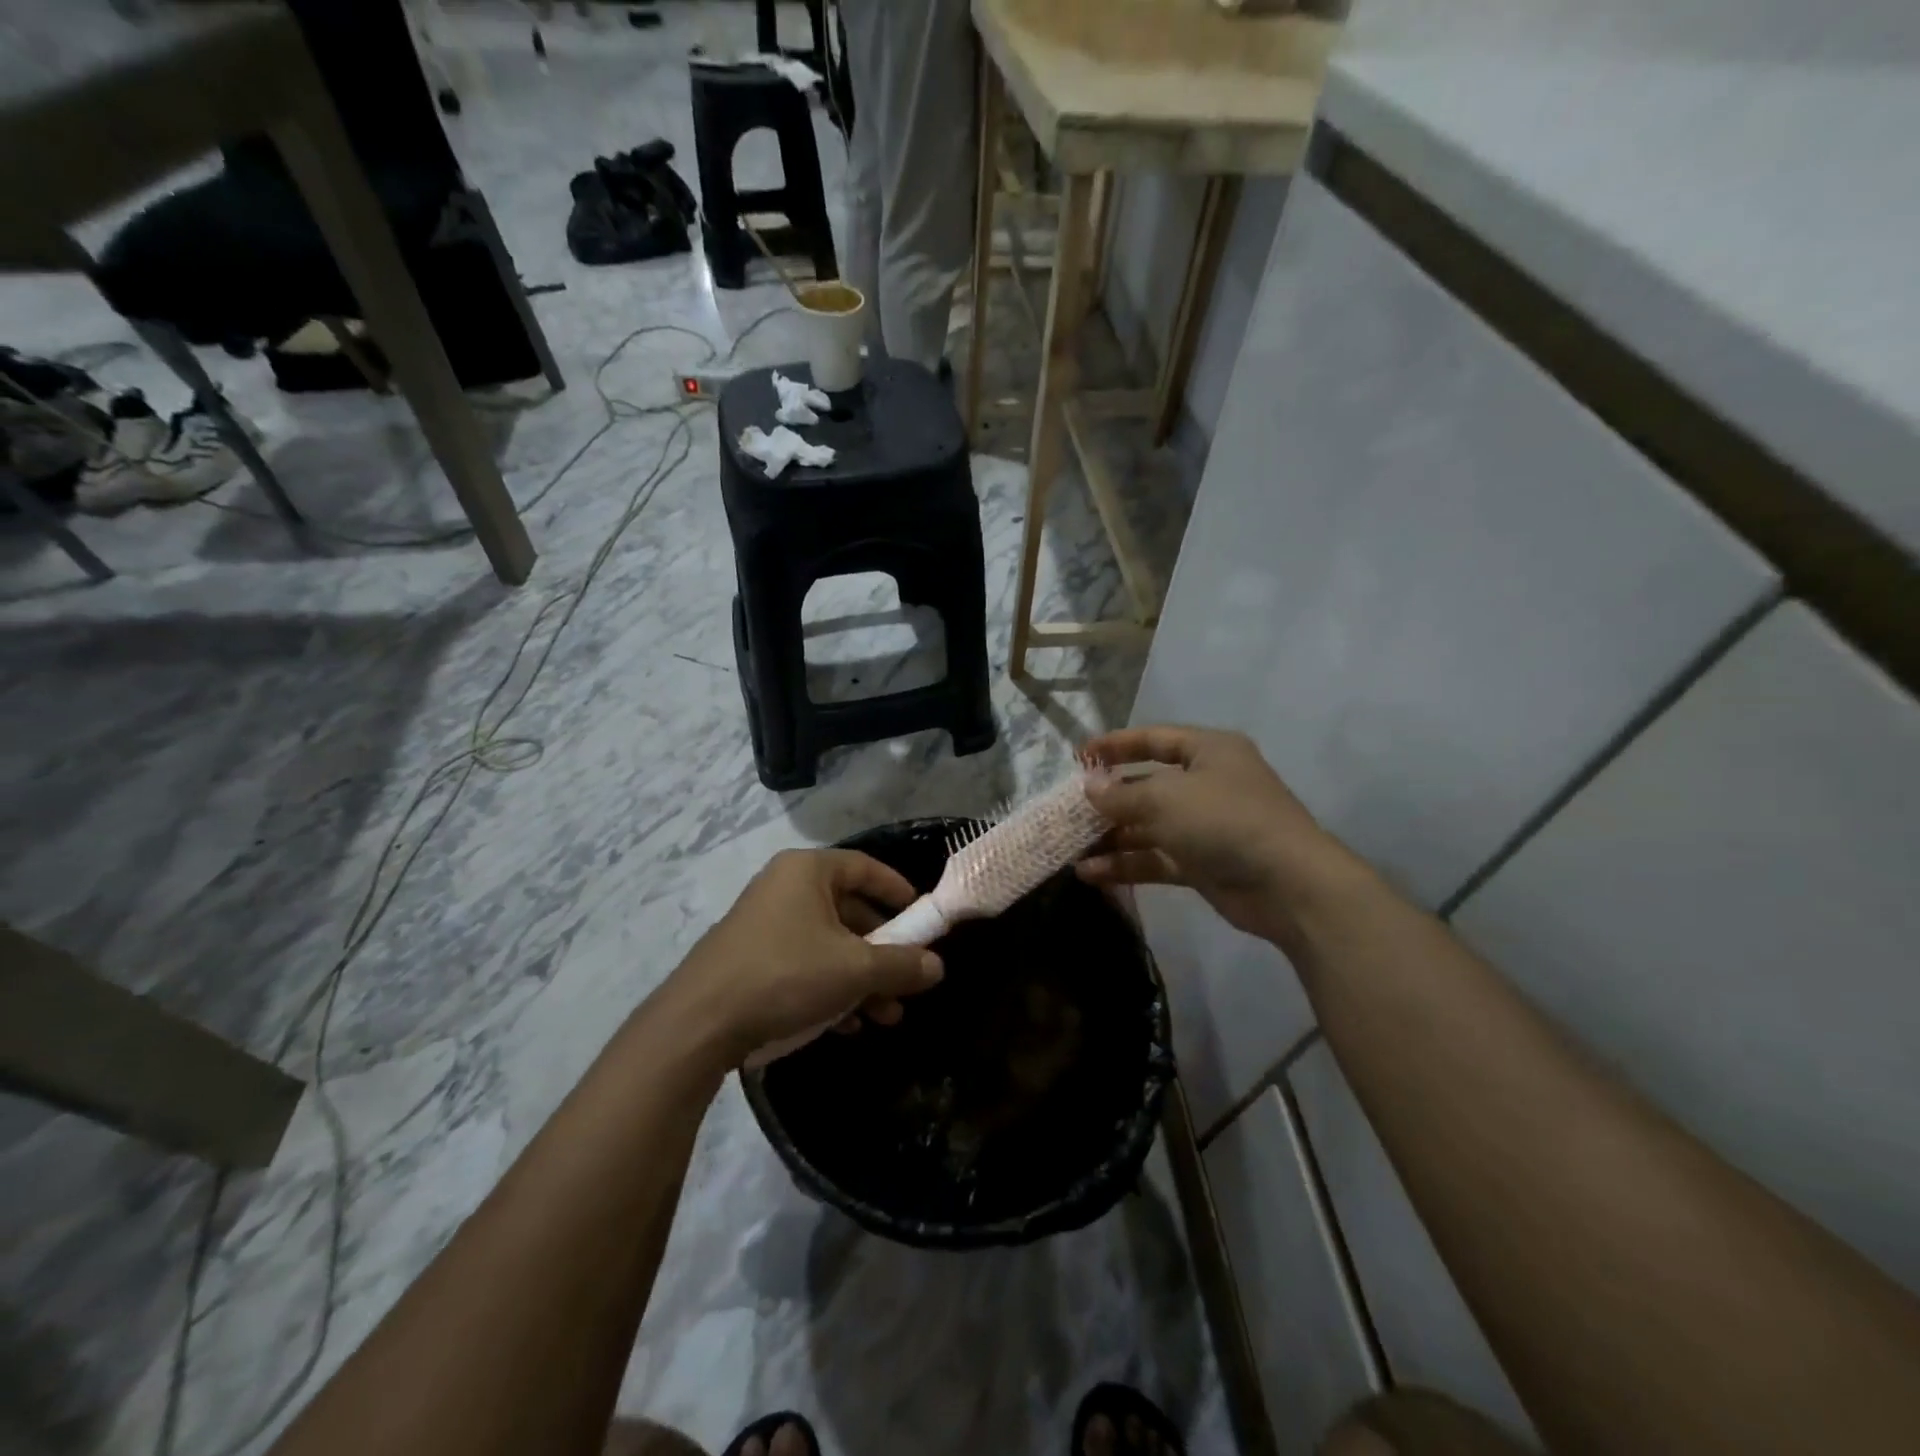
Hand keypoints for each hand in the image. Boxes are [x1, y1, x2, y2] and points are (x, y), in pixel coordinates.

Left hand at [666, 848, 944, 1065]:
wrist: (698, 1024)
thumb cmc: (785, 975)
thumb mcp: (854, 970)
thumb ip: (901, 964)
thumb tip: (937, 966)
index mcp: (807, 871)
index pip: (865, 867)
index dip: (898, 890)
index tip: (922, 916)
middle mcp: (784, 888)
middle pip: (849, 910)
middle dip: (883, 950)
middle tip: (908, 979)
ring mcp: (764, 924)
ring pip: (828, 944)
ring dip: (861, 978)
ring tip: (886, 1016)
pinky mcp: (750, 959)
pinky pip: (803, 964)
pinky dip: (830, 988)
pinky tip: (848, 1024)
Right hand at [1078, 725, 1362, 948]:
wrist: (1289, 885)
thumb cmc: (1226, 821)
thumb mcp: (1166, 798)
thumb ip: (1122, 793)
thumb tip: (1089, 787)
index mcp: (1209, 751)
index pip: (1155, 739)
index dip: (1116, 745)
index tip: (1079, 756)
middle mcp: (1208, 784)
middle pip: (1148, 785)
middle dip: (1109, 798)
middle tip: (1069, 809)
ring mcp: (1206, 826)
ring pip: (1149, 825)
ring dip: (1112, 836)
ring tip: (1071, 846)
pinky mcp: (1203, 864)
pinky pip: (1157, 857)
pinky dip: (1126, 864)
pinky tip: (1091, 873)